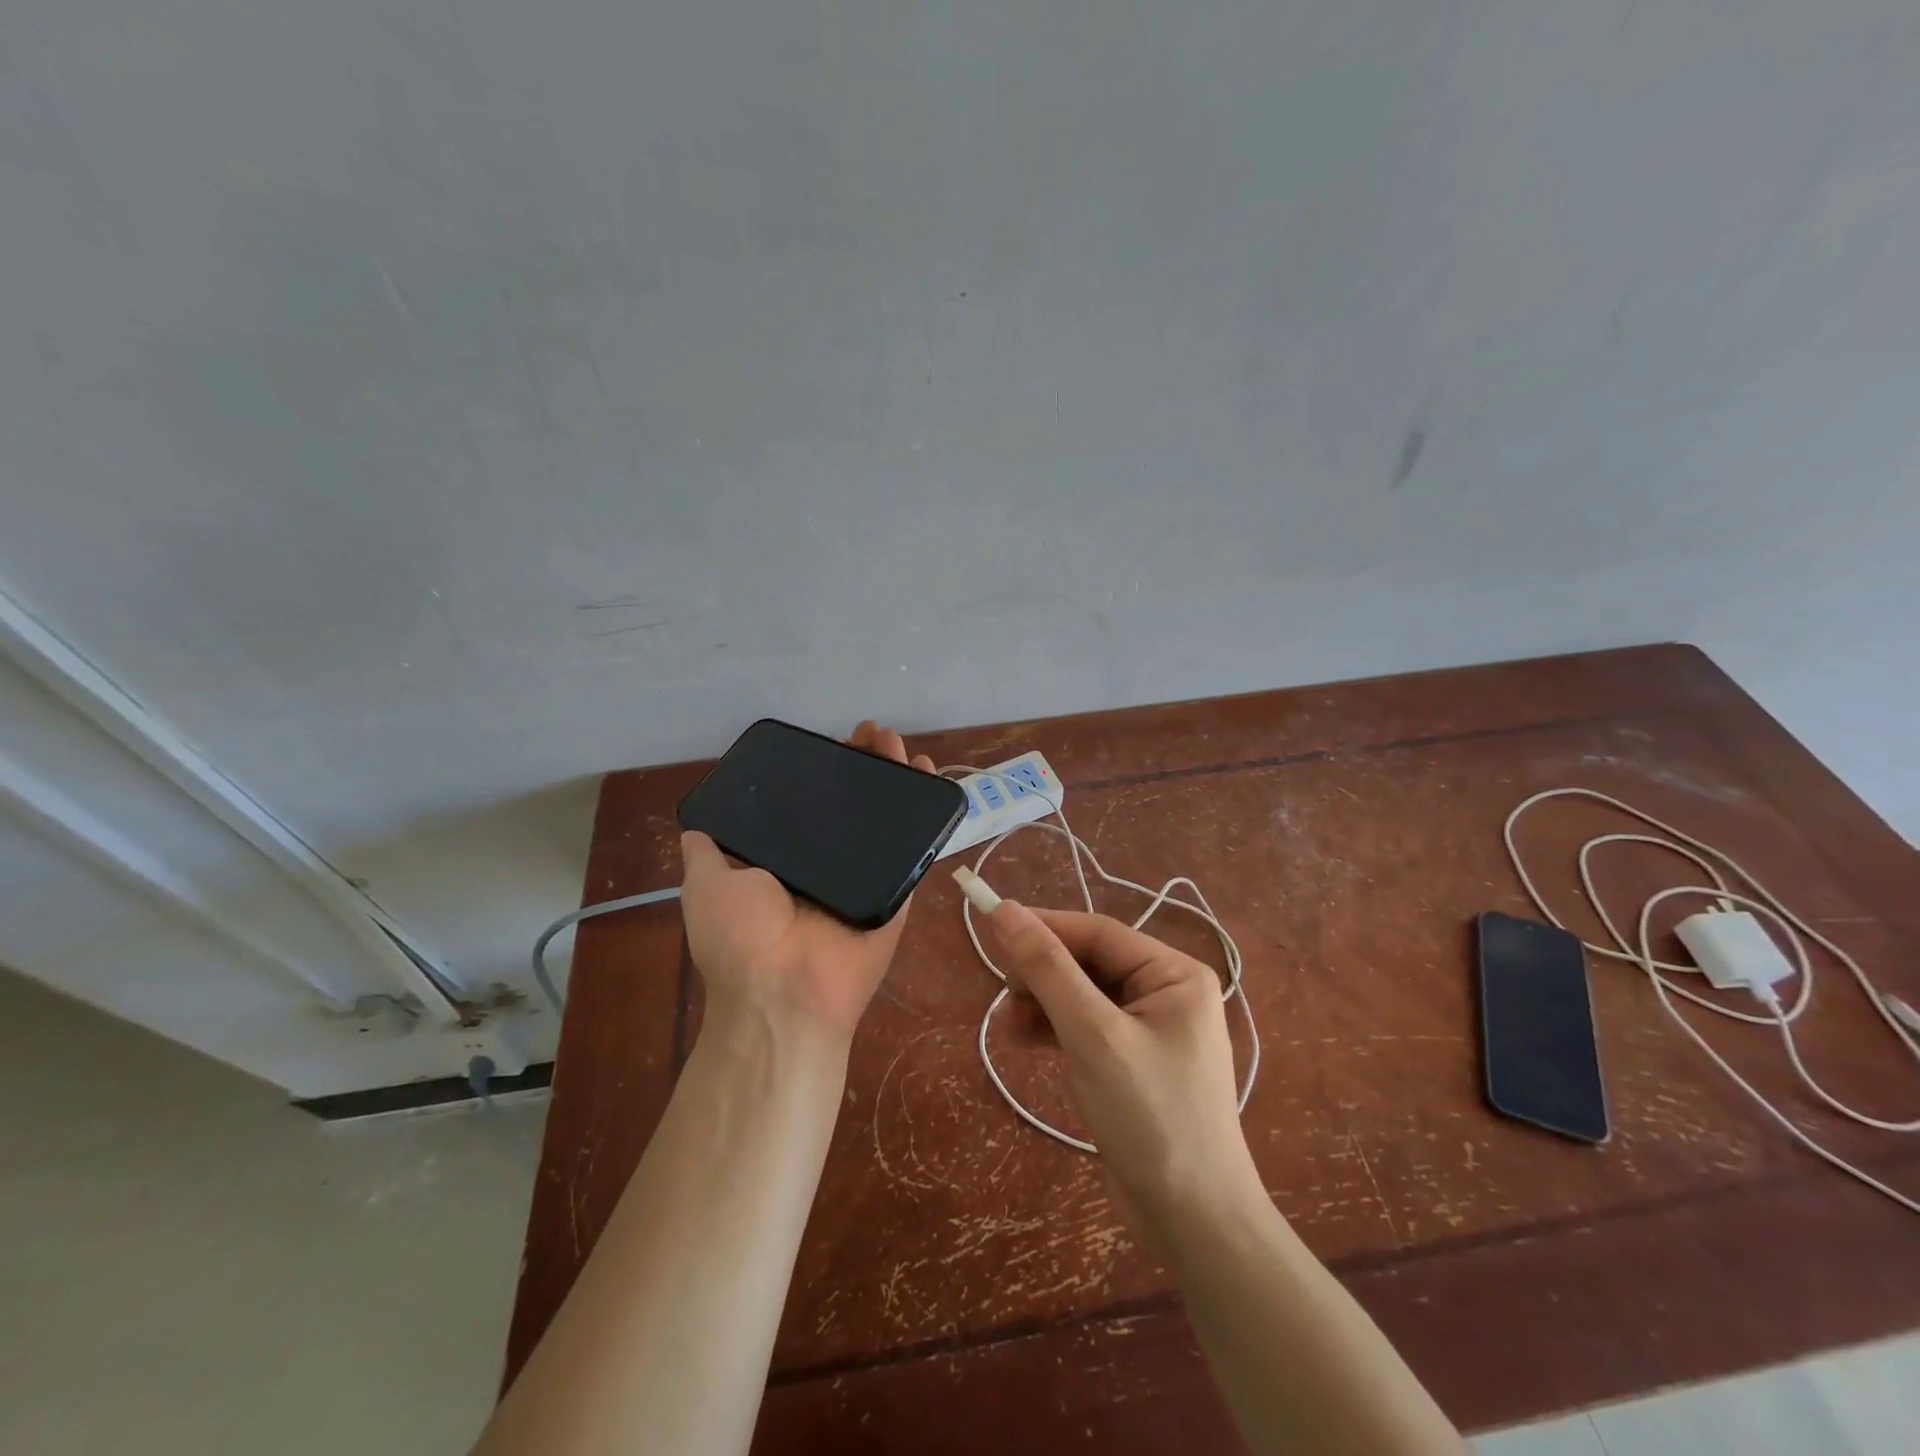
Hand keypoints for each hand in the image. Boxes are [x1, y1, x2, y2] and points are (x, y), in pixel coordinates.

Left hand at [679, 722, 936, 1048]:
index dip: (820, 772)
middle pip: (852, 804)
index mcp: (787, 861)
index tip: (831, 742)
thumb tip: (697, 826)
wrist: (784, 992)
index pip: (809, 804)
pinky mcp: (899, 889)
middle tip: (871, 734)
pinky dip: (928, 813)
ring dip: (895, 777)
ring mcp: (867, 875)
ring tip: (897, 741)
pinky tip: (931, 775)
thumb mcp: (706, 883)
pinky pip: (916, 846)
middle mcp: (828, 864)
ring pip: (886, 817)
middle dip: (863, 765)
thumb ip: (706, 851)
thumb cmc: (740, 936)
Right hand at [985, 902, 1261, 1243]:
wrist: (1193, 1223)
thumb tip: (1005, 911)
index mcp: (1174, 974)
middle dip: (1042, 974)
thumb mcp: (1093, 1035)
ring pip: (1081, 995)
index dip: (1044, 926)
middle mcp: (1165, 993)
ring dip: (1041, 1004)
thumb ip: (1049, 969)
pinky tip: (1020, 1041)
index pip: (1098, 933)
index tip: (992, 926)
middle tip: (1002, 991)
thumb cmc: (1151, 1116)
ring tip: (1005, 1026)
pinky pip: (1084, 1028)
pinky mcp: (1131, 1063)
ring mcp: (1149, 1030)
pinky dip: (1052, 1030)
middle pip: (1088, 963)